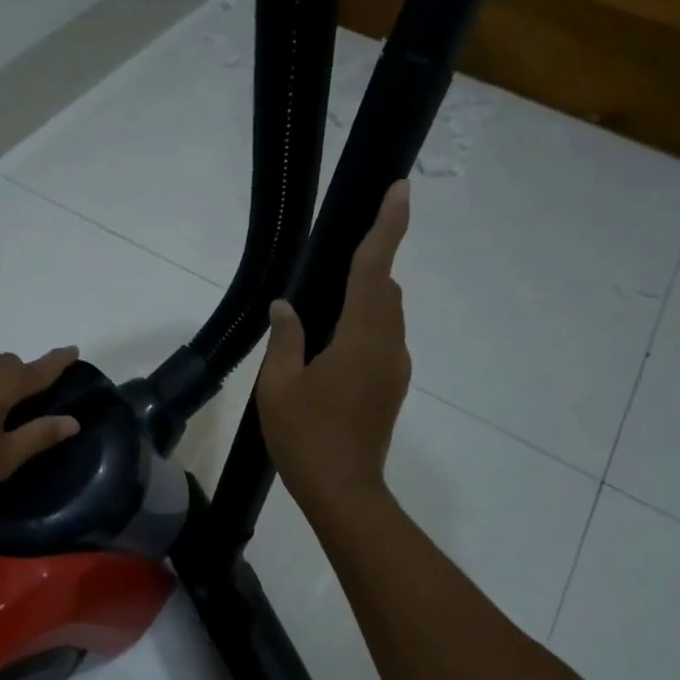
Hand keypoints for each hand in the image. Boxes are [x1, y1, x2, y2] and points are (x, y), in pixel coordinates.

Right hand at [256, 180, 410, 515]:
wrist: (343, 490)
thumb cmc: (305, 437)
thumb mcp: (279, 386)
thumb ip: (285, 338)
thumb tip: (286, 306)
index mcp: (360, 338)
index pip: (375, 269)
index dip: (388, 226)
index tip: (400, 189)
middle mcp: (388, 345)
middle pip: (385, 289)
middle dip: (369, 265)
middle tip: (334, 263)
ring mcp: (395, 368)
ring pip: (387, 316)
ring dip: (365, 300)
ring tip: (325, 311)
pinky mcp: (393, 386)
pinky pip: (384, 340)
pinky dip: (365, 327)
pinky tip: (332, 348)